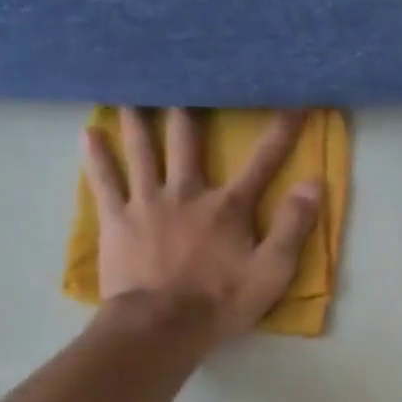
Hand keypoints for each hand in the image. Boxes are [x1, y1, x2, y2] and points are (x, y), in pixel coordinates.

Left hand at [83, 107, 321, 343]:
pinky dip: (97, 157)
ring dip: (139, 119)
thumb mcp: (271, 273)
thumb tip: (313, 184)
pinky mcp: (117, 220)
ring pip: (143, 150)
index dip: (282, 130)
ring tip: (132, 89)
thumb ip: (293, 227)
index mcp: (227, 206)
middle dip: (189, 107)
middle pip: (187, 140)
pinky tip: (88, 133)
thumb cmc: (219, 302)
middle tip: (183, 74)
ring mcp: (148, 202)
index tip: (295, 99)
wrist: (159, 327)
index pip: (263, 161)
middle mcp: (187, 192)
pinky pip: (105, 181)